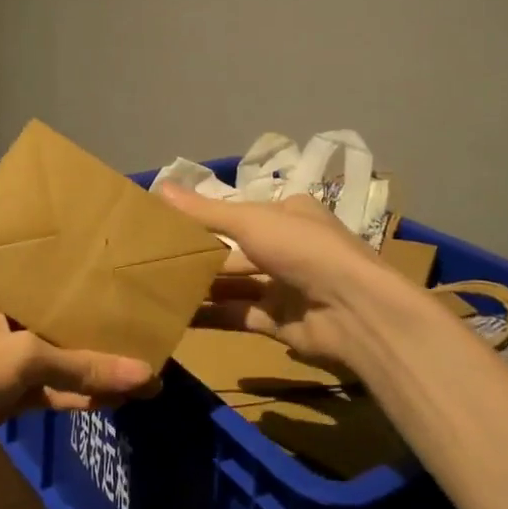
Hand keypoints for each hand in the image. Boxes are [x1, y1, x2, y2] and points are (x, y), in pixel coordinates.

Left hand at [0, 292, 159, 484]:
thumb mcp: (22, 359)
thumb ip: (83, 366)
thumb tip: (147, 376)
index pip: (50, 282)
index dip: (89, 287)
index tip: (129, 288)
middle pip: (58, 323)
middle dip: (99, 333)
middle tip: (147, 334)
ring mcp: (0, 361)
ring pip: (56, 361)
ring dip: (93, 370)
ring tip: (144, 374)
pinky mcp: (1, 398)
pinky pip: (48, 391)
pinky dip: (76, 395)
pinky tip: (114, 399)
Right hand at [158, 183, 394, 376]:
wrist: (354, 311)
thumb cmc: (302, 250)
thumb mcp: (250, 221)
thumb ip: (204, 211)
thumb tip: (158, 186)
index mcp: (287, 214)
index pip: (239, 212)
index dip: (205, 216)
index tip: (167, 223)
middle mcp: (287, 248)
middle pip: (235, 250)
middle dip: (199, 255)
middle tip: (153, 259)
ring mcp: (285, 286)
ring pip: (234, 285)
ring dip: (202, 286)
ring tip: (157, 288)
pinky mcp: (280, 322)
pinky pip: (238, 316)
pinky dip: (212, 316)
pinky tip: (178, 317)